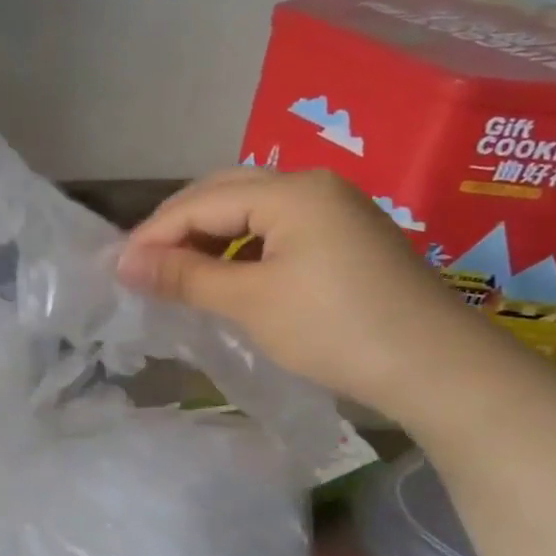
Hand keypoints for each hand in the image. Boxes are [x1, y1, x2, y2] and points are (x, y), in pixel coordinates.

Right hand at [116, 168, 503, 420]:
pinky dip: (239, 246)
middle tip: (141, 266)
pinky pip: (275, 228)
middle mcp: (313, 187)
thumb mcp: (250, 301)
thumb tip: (122, 262)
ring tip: (174, 272)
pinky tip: (223, 274)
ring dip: (207, 235)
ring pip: (250, 209)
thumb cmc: (336, 329)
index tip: (116, 270)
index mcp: (292, 191)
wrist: (439, 369)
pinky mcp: (345, 238)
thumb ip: (184, 275)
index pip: (200, 202)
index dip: (153, 234)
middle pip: (225, 192)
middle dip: (176, 226)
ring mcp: (335, 211)